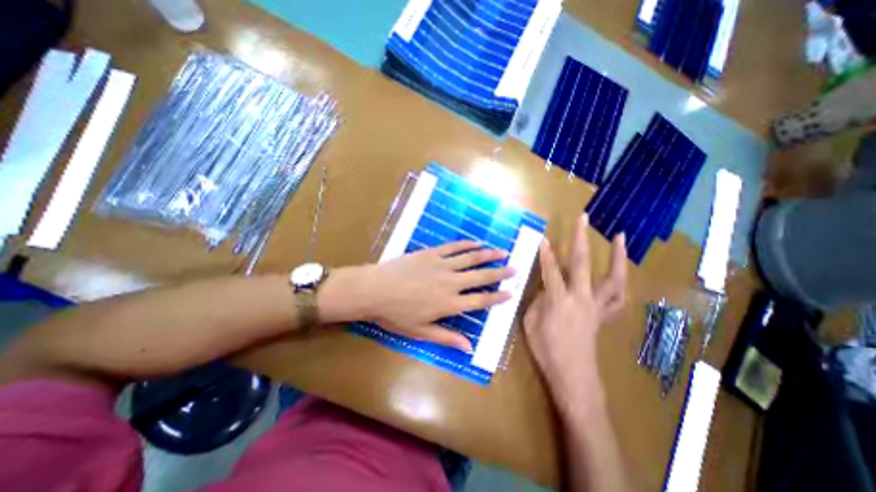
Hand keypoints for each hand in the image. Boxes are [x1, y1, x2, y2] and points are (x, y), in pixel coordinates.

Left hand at [320, 240, 513, 351]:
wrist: (375, 290)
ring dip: (488, 255)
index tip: (511, 292)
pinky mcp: (431, 253)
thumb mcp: (421, 332)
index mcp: (449, 304)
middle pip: (481, 277)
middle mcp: (450, 283)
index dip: (497, 297)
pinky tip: (476, 242)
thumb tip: (469, 347)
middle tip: (515, 268)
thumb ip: (446, 338)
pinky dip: (466, 244)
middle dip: (500, 273)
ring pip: (470, 258)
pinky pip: (453, 247)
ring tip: (502, 252)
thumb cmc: (396, 315)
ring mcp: (441, 265)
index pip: (480, 300)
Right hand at [522, 214, 626, 408]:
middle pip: (582, 264)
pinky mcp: (603, 315)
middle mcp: (581, 298)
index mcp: (558, 301)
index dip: (546, 253)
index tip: (543, 237)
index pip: (551, 270)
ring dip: (618, 256)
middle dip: (580, 238)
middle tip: (582, 218)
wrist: (572, 376)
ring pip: (613, 278)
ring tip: (619, 237)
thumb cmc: (546, 350)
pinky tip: (621, 272)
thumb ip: (538, 300)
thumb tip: (545, 287)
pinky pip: (617, 297)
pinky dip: (621, 282)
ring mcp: (596, 307)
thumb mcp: (531, 322)